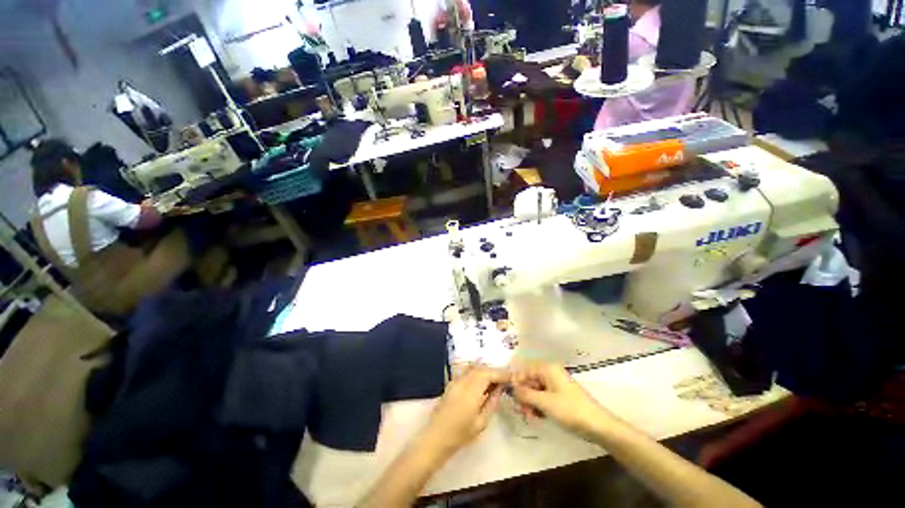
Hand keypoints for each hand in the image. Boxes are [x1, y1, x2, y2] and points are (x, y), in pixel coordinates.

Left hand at [419, 367, 505, 458]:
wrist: (436, 437)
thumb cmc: (460, 434)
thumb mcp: (481, 422)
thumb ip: (491, 403)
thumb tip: (500, 389)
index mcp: (470, 392)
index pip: (487, 374)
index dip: (500, 373)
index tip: (511, 377)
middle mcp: (462, 382)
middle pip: (480, 369)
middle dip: (494, 371)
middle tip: (505, 379)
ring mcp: (455, 381)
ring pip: (473, 369)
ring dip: (485, 371)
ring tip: (495, 380)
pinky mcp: (451, 383)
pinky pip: (467, 372)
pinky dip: (477, 373)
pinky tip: (482, 382)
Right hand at [511, 363, 614, 437]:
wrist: (598, 426)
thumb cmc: (570, 410)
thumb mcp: (544, 402)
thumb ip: (525, 393)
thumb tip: (511, 387)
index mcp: (547, 369)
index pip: (524, 370)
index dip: (515, 382)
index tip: (509, 396)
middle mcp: (550, 373)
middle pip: (529, 380)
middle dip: (523, 395)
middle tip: (522, 411)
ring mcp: (555, 384)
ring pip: (535, 390)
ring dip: (530, 403)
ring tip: (530, 417)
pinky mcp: (559, 396)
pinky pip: (543, 397)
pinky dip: (538, 406)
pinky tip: (537, 417)